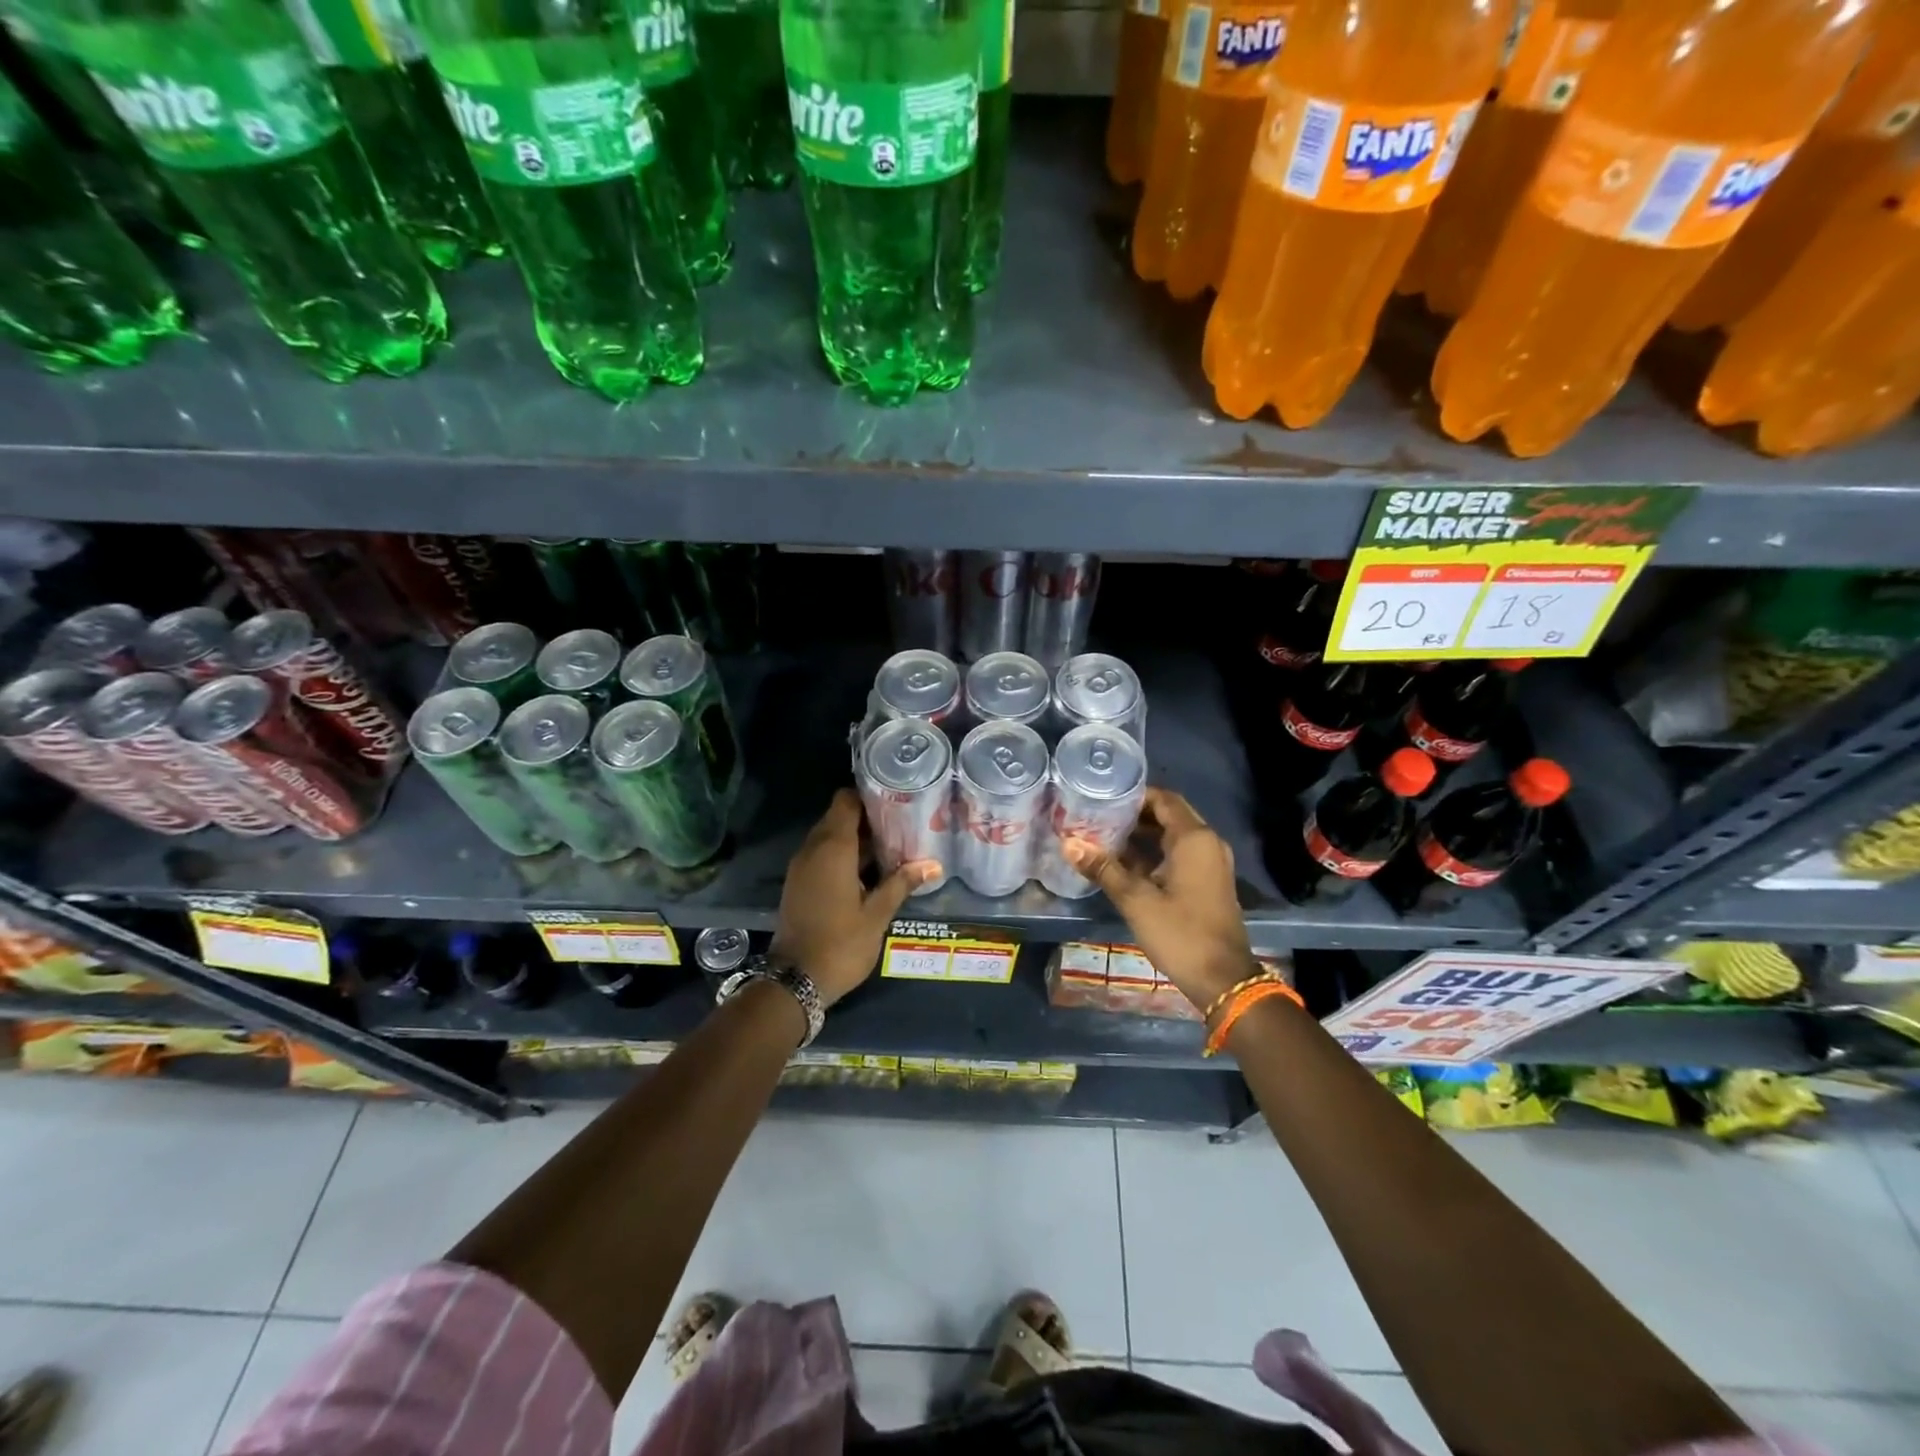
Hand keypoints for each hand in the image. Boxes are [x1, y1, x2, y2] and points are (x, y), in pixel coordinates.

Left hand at [771, 789, 935, 1006]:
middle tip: (901, 823)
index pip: (845, 801)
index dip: (868, 796)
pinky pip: (821, 855)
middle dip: (867, 817)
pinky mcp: (798, 883)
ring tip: (891, 845)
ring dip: (855, 838)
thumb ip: (902, 884)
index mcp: (833, 849)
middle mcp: (813, 849)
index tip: (895, 800)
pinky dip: (842, 855)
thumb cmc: (841, 944)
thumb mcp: (877, 915)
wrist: (795, 980)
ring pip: (829, 837)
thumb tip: (933, 865)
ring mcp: (802, 867)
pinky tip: (869, 870)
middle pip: (838, 817)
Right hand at [1064, 787, 1255, 1011]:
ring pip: (1174, 836)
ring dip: (1144, 835)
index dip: (1134, 795)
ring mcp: (1211, 864)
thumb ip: (1103, 868)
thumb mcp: (1135, 900)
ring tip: (1105, 836)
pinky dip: (1155, 853)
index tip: (1103, 797)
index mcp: (1194, 839)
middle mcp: (1208, 843)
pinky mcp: (1208, 882)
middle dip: (1136, 814)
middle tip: (1099, 816)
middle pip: (1169, 815)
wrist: (1223, 980)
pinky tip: (1125, 864)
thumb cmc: (1180, 933)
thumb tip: (1068, 843)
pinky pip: (1180, 855)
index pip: (1164, 799)